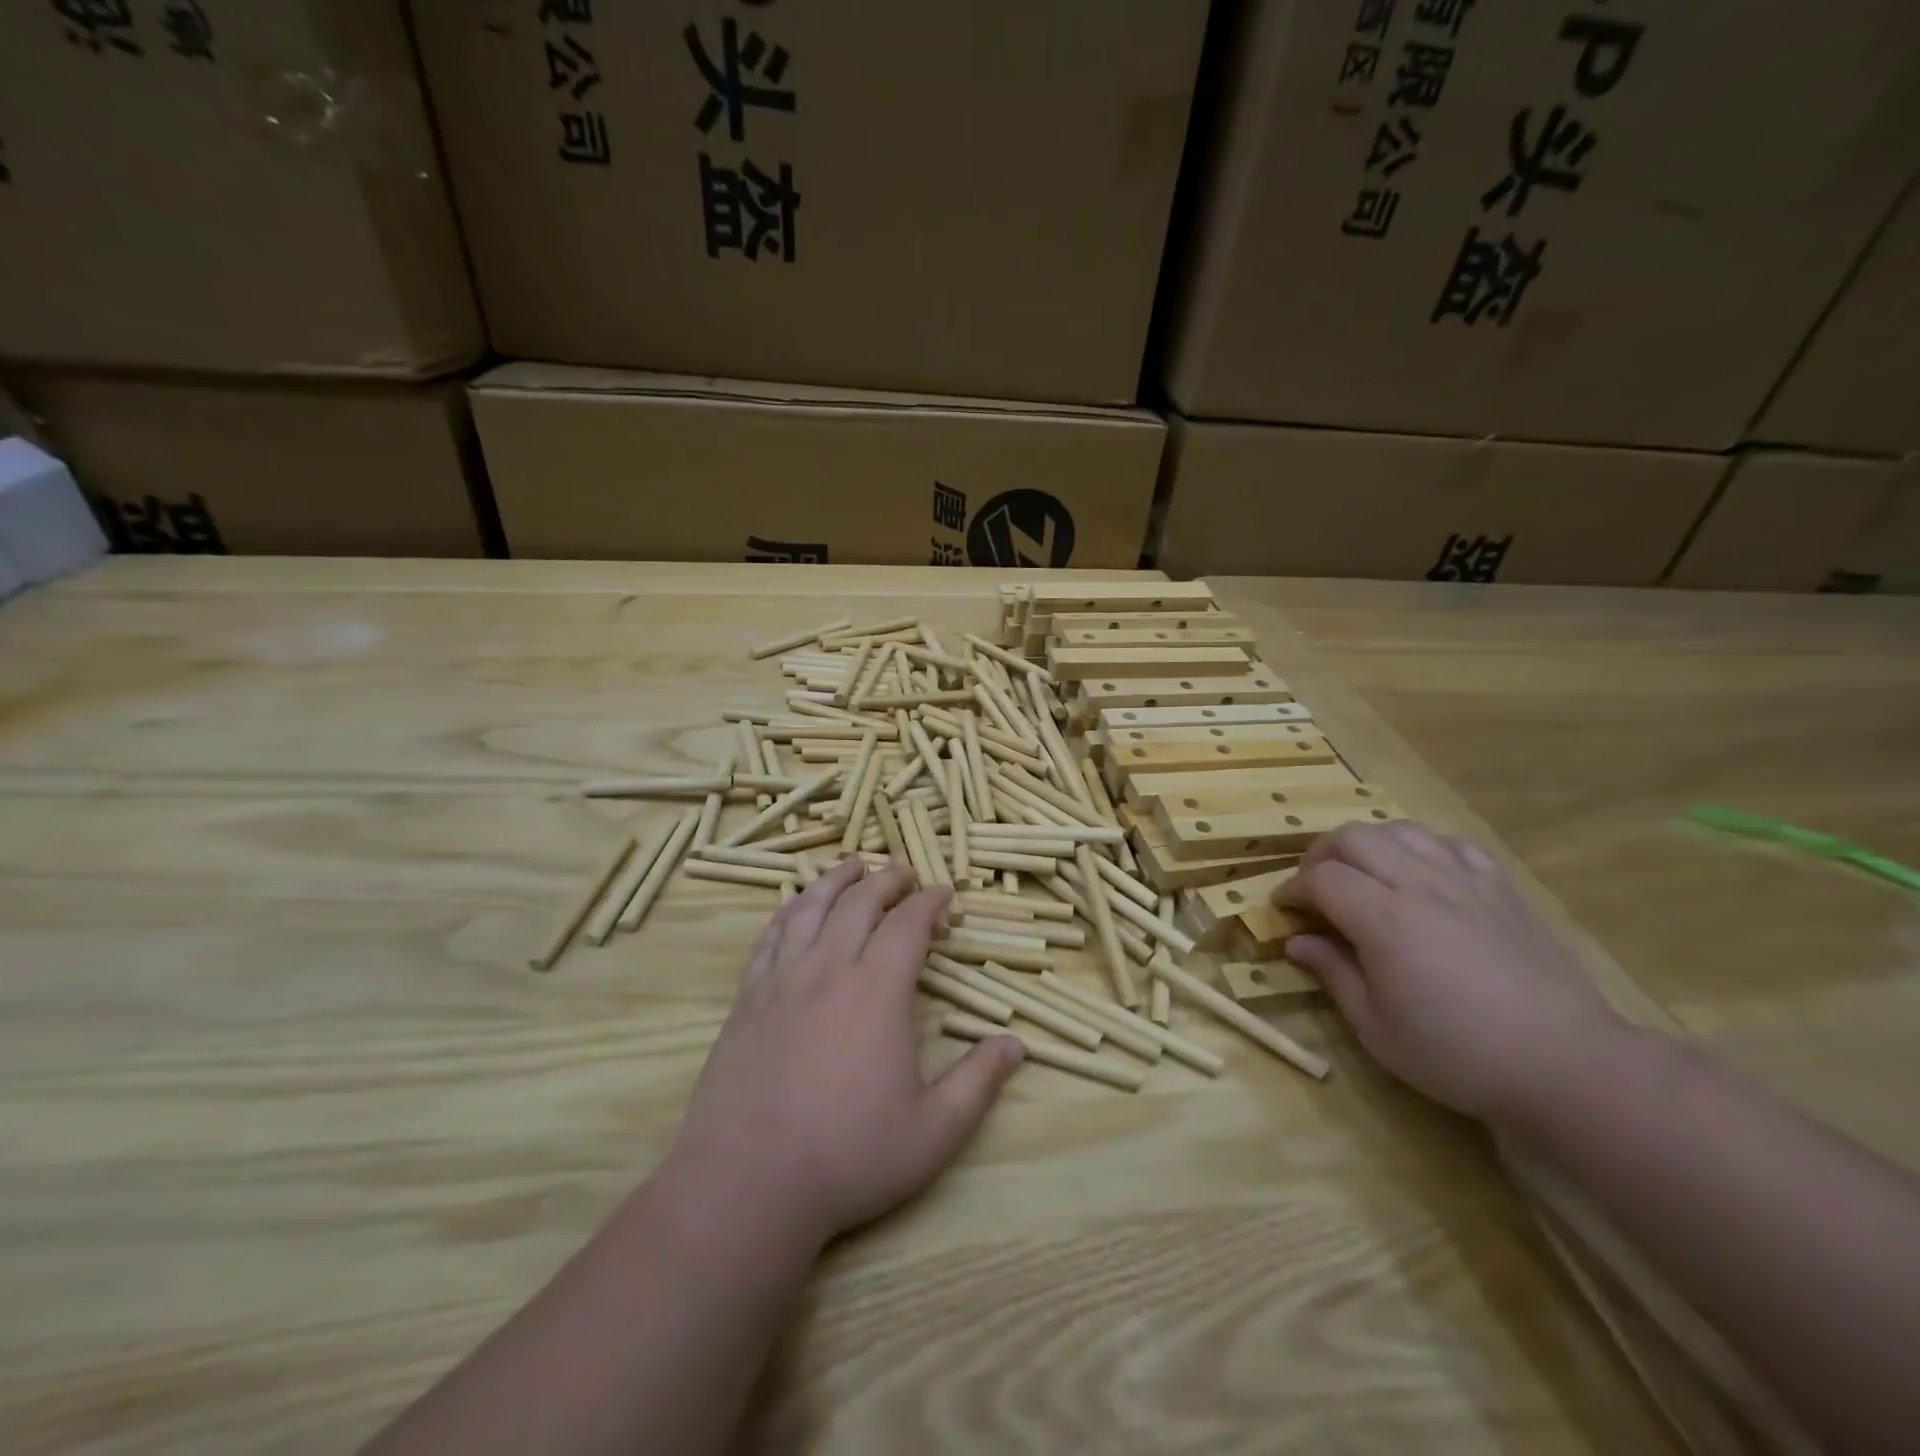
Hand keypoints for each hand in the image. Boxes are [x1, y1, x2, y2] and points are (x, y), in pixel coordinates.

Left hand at [667, 859, 1022, 1247]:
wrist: (746, 1184)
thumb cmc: (848, 1157)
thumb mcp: (933, 1132)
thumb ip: (978, 1083)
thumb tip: (1016, 1045)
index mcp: (877, 991)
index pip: (908, 925)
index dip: (930, 903)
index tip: (945, 896)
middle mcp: (829, 969)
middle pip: (859, 902)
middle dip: (888, 880)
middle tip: (905, 875)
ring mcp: (781, 980)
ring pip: (810, 907)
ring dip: (837, 880)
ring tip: (853, 866)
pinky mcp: (747, 998)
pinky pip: (770, 936)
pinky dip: (789, 910)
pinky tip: (796, 906)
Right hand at [1279, 823, 1627, 1123]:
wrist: (1567, 1064)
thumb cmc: (1458, 1054)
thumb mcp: (1376, 1028)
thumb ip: (1333, 974)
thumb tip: (1297, 942)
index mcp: (1383, 918)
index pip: (1321, 878)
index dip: (1292, 889)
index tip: (1283, 910)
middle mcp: (1419, 885)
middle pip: (1353, 838)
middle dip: (1321, 856)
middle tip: (1315, 888)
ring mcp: (1464, 882)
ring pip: (1400, 831)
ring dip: (1368, 845)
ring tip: (1363, 875)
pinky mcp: (1501, 889)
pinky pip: (1451, 845)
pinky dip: (1422, 849)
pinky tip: (1421, 874)